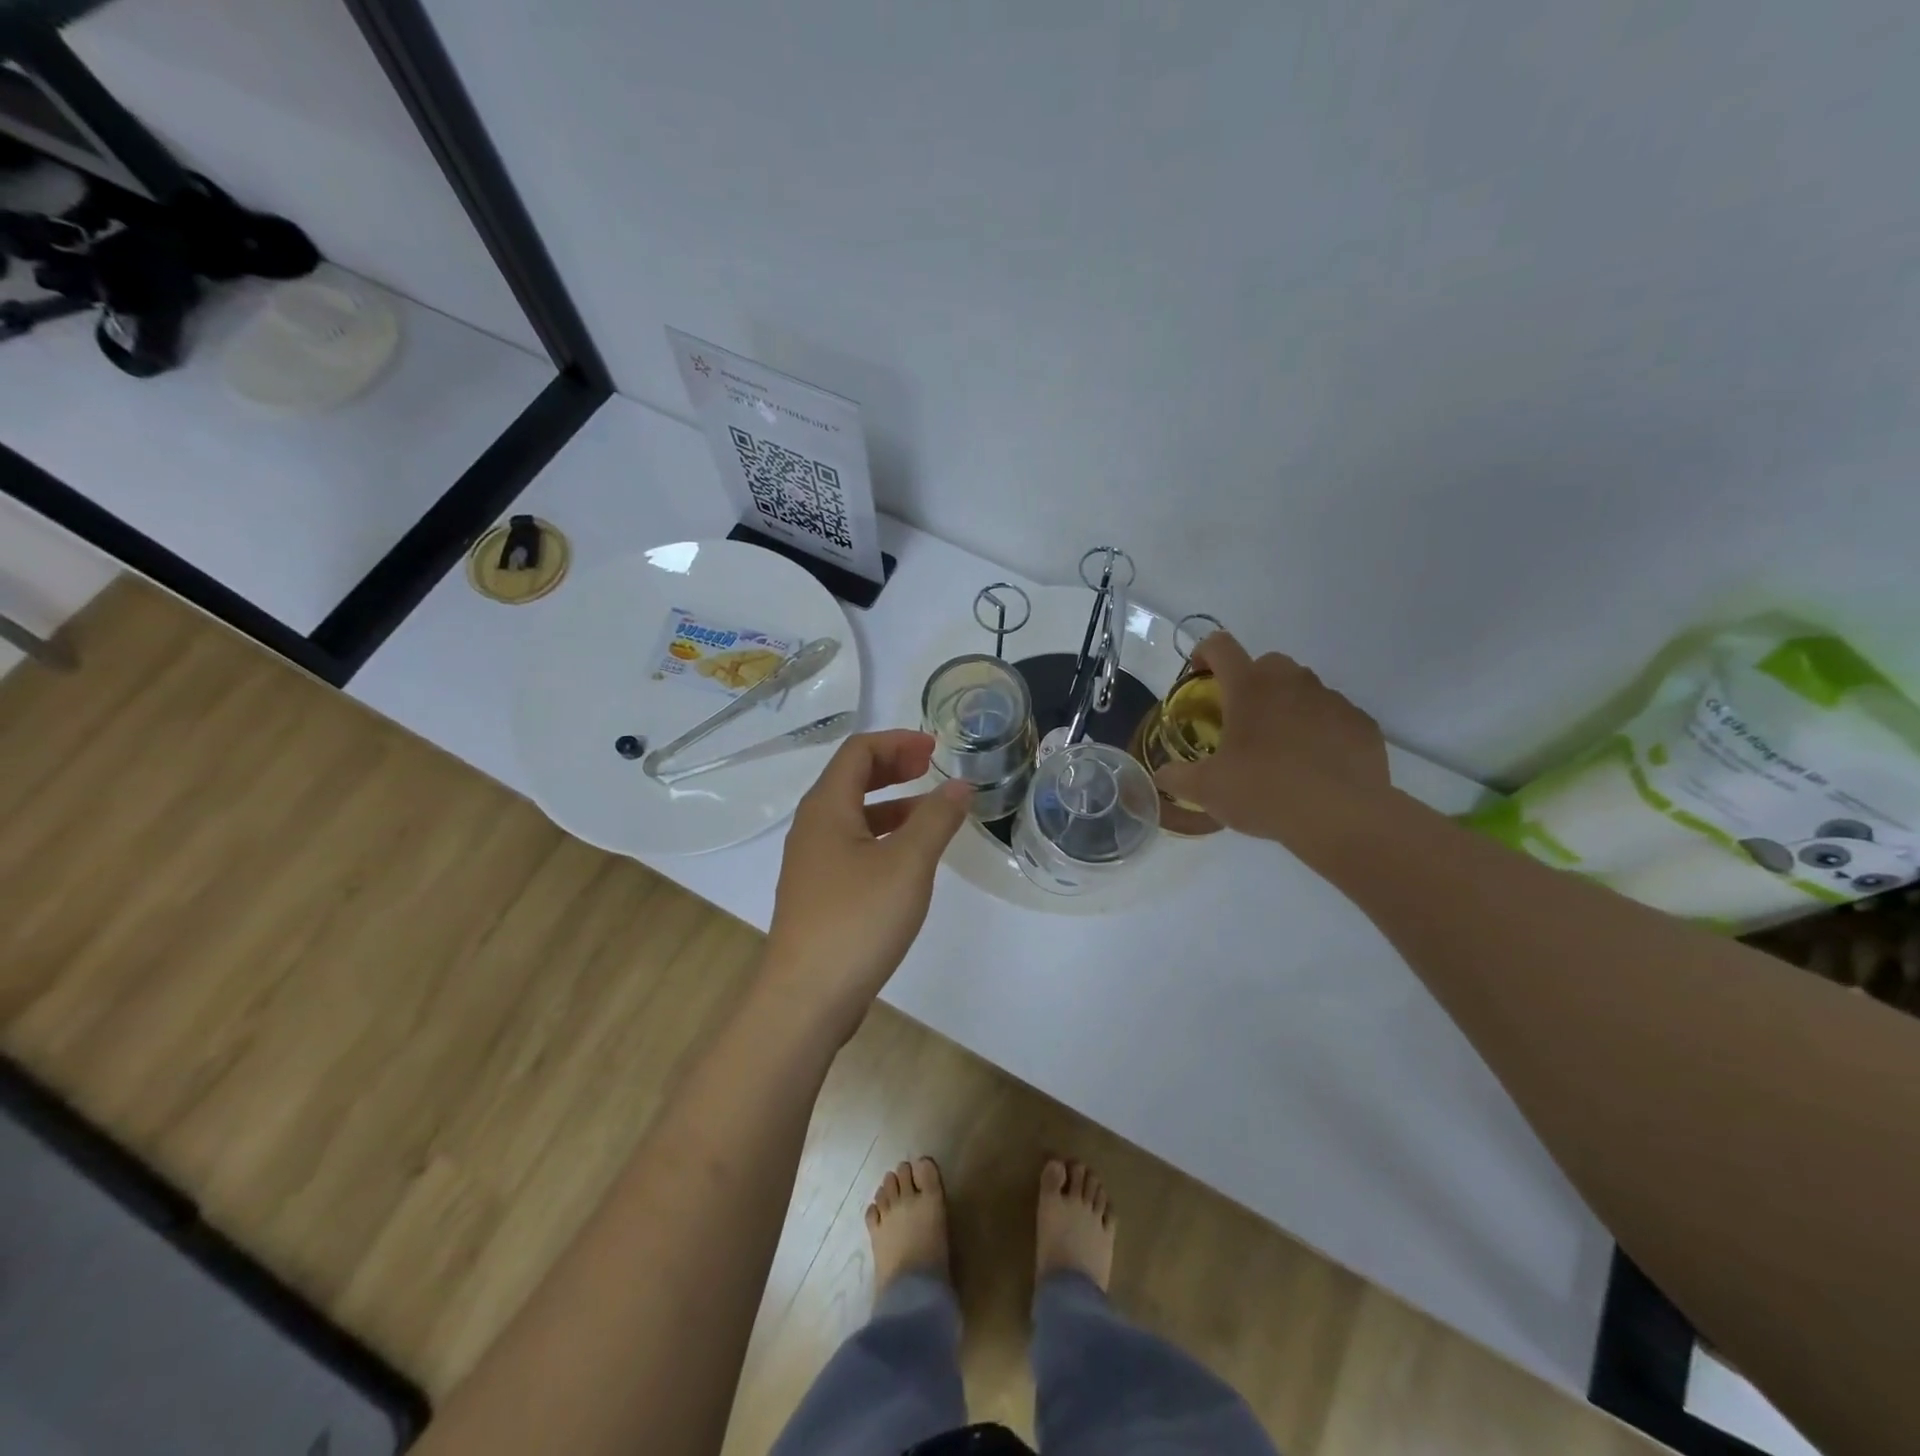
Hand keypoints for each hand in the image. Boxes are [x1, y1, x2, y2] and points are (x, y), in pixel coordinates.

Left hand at [764, 730, 971, 1036]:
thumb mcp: (907, 864)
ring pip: (854, 815)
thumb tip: (960, 784)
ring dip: (892, 803)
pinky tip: (909, 859)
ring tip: (932, 812)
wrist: (806, 998)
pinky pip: (853, 846)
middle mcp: (812, 827)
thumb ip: (936, 819)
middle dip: (893, 767)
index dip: (897, 742)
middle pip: (852, 778)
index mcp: (826, 808)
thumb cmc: (857, 920)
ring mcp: (812, 863)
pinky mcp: (819, 893)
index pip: (858, 751)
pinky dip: (883, 836)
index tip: (935, 748)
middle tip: (930, 768)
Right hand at [1154, 633, 1391, 849]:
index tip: (1199, 677)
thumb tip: (1161, 774)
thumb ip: (1177, 777)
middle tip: (1240, 721)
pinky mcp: (1361, 723)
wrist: (1342, 817)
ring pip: (1302, 689)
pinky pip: (1333, 716)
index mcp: (1249, 687)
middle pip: (1266, 664)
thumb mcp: (1206, 790)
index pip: (1220, 646)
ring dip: (1286, 706)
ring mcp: (1331, 700)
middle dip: (1250, 683)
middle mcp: (1291, 682)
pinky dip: (1320, 731)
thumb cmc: (1264, 792)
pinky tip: (1314, 765)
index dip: (1204, 654)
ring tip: (1280, 748)